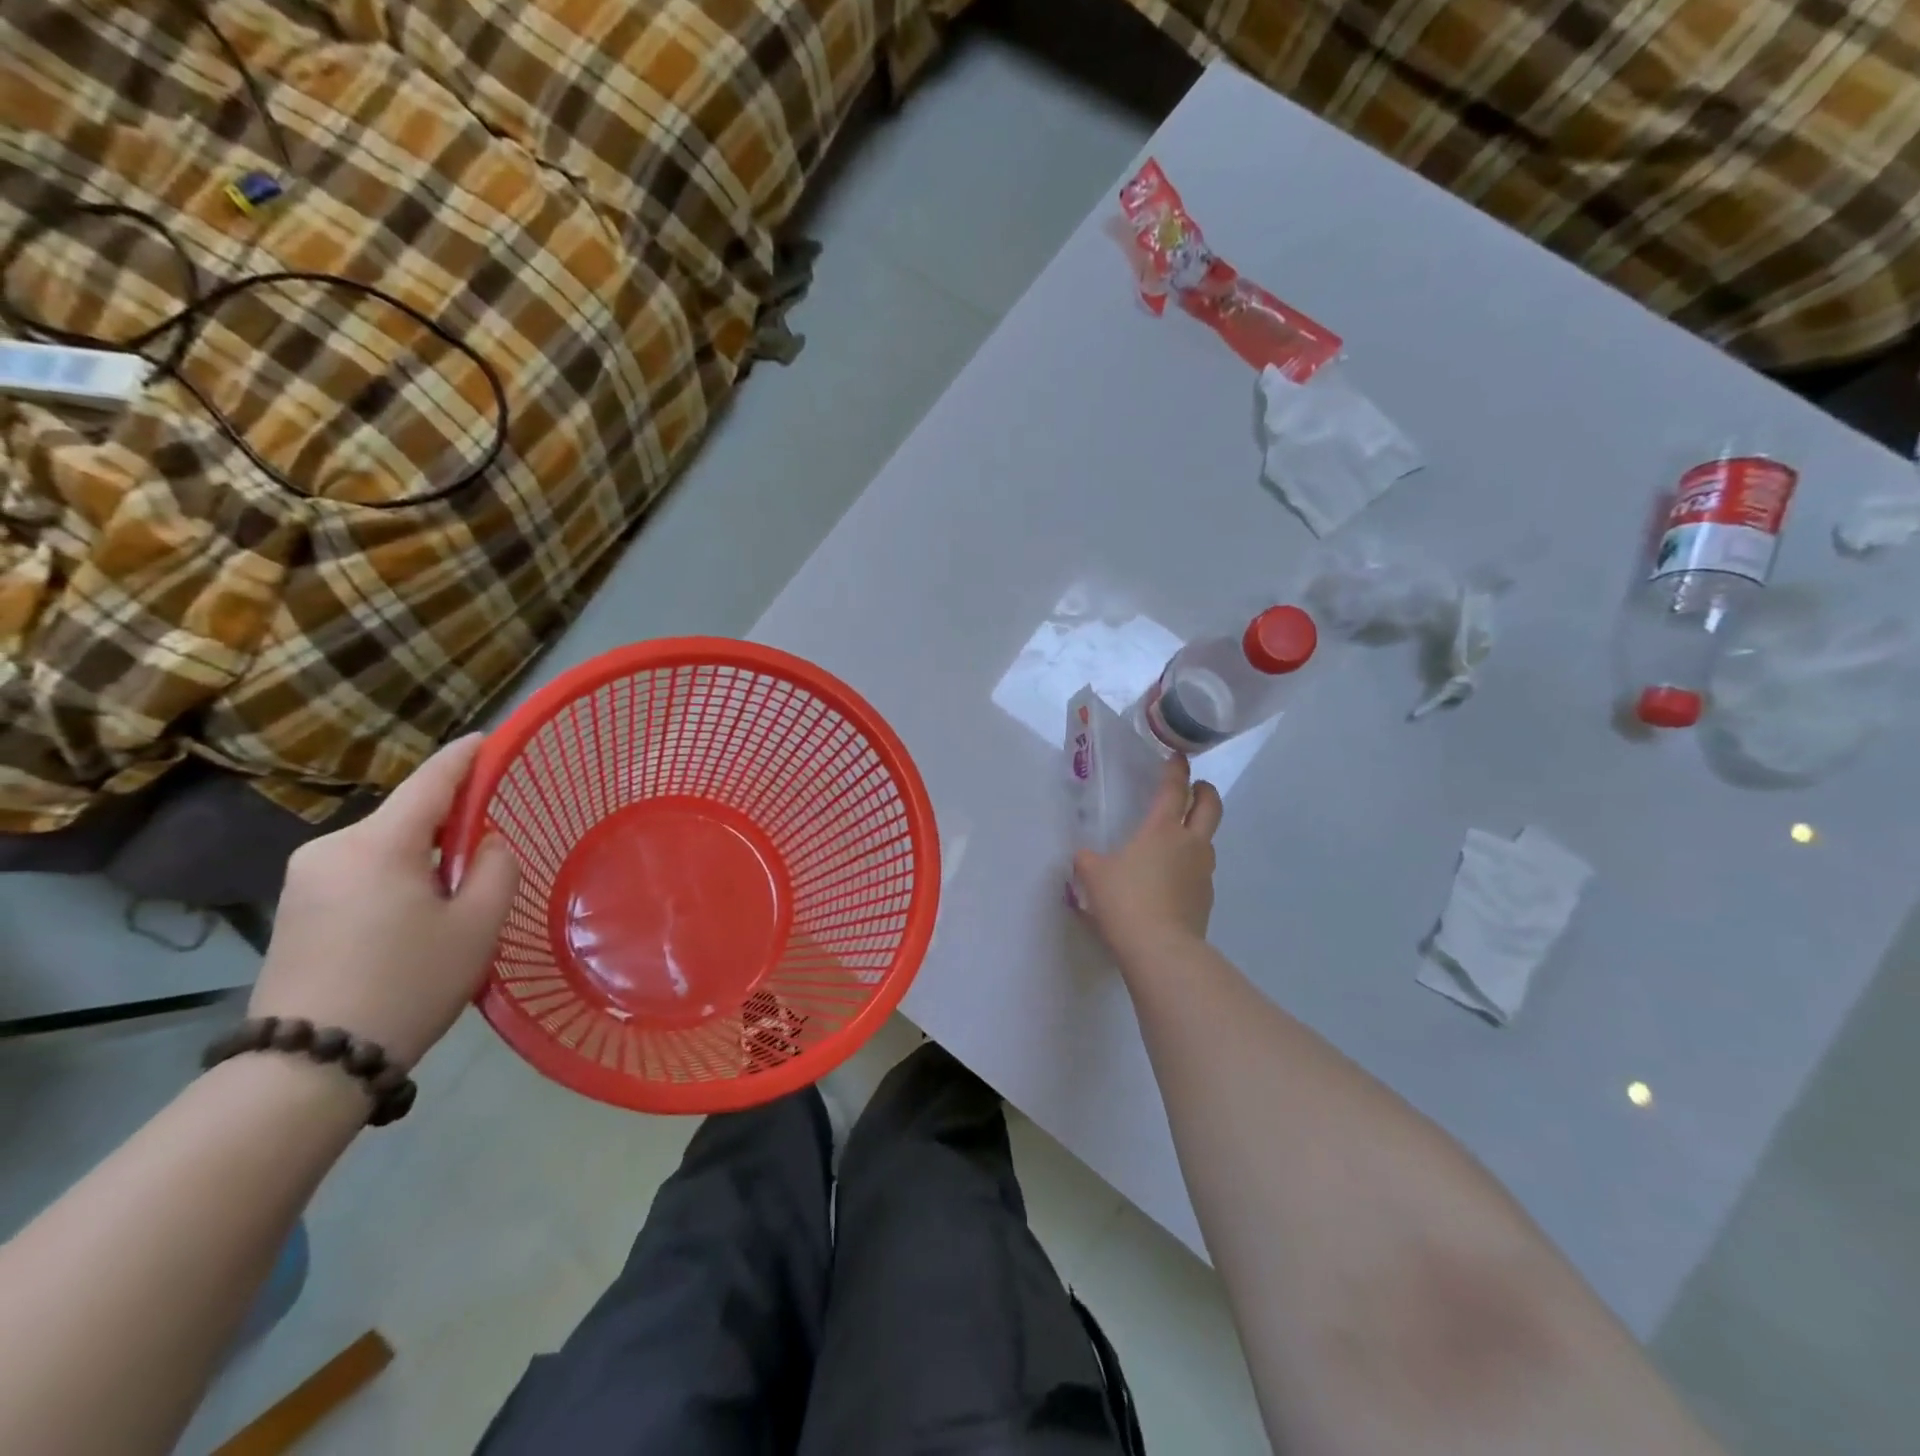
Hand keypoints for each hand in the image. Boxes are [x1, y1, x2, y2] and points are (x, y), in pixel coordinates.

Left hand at [250, 735, 518, 1068]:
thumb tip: (483, 844)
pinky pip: (360, 872)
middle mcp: (332, 847)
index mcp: (378, 844)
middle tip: (485, 858)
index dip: (464, 758)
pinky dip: (395, 878)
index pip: (431, 781)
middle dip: (447, 825)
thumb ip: (496, 868)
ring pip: (384, 847)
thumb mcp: (478, 924)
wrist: (309, 1065)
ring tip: (450, 903)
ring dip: (421, 858)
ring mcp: (304, 878)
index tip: (489, 739)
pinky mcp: (294, 907)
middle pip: (406, 817)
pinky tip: (411, 919)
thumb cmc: (408, 984)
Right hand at [1073, 754, 1221, 963]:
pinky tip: (1171, 880)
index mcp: (1162, 829)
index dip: (1176, 770)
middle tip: (1196, 787)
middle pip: (1210, 807)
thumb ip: (1087, 860)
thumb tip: (1084, 857)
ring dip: (1198, 831)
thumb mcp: (1093, 876)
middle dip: (1205, 791)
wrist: (1161, 949)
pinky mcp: (1206, 898)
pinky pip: (1200, 872)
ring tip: (1177, 839)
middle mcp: (1189, 844)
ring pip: (1207, 840)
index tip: (1177, 757)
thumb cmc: (1125, 901)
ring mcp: (1203, 872)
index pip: (1174, 789)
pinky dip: (1190, 866)